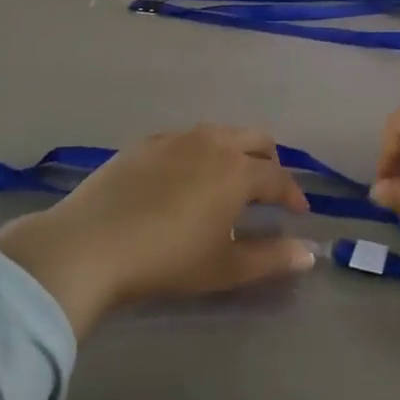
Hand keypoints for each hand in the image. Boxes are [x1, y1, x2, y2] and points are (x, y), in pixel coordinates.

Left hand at [0, 126, 316, 336]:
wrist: (89, 244)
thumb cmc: (166, 260)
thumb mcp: (224, 267)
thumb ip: (271, 258)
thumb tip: (310, 254)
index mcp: (237, 171)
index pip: (278, 177)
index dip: (292, 194)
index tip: (298, 212)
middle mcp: (212, 143)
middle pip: (256, 139)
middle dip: (270, 161)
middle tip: (268, 190)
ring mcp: (175, 138)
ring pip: (220, 133)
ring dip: (235, 152)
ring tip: (227, 181)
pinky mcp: (145, 142)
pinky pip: (186, 138)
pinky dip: (200, 152)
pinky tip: (185, 177)